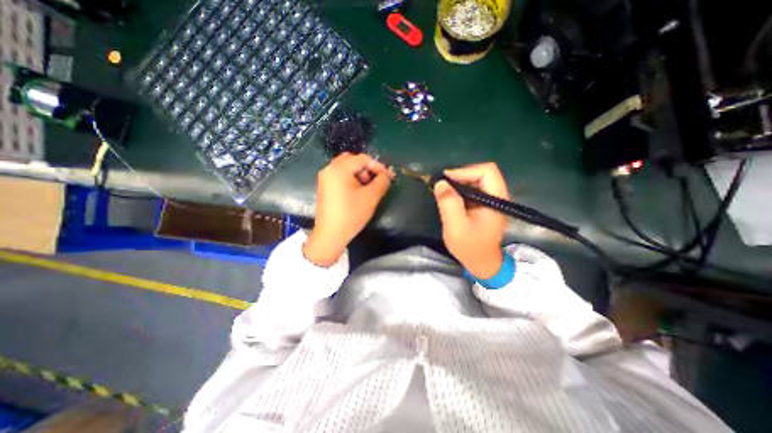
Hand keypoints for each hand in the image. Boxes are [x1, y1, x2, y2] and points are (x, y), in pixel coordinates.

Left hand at [305, 153, 393, 267]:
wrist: (331, 234)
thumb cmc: (351, 214)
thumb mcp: (371, 197)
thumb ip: (382, 181)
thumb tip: (387, 175)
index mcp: (339, 169)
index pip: (362, 159)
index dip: (378, 166)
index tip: (388, 176)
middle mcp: (329, 169)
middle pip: (351, 160)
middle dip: (366, 168)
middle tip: (374, 180)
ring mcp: (324, 179)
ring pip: (345, 168)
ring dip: (358, 173)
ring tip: (367, 188)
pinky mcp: (324, 188)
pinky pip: (339, 176)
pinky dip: (350, 179)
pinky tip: (356, 192)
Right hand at [431, 161, 511, 277]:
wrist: (481, 263)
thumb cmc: (470, 247)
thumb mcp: (455, 226)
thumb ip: (448, 203)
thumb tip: (440, 182)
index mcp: (496, 200)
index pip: (487, 171)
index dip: (465, 171)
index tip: (446, 180)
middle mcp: (498, 196)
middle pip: (482, 173)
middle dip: (461, 176)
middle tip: (443, 185)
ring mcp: (492, 200)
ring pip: (477, 180)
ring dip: (460, 183)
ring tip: (444, 191)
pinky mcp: (485, 204)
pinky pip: (474, 189)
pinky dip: (461, 190)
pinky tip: (451, 198)